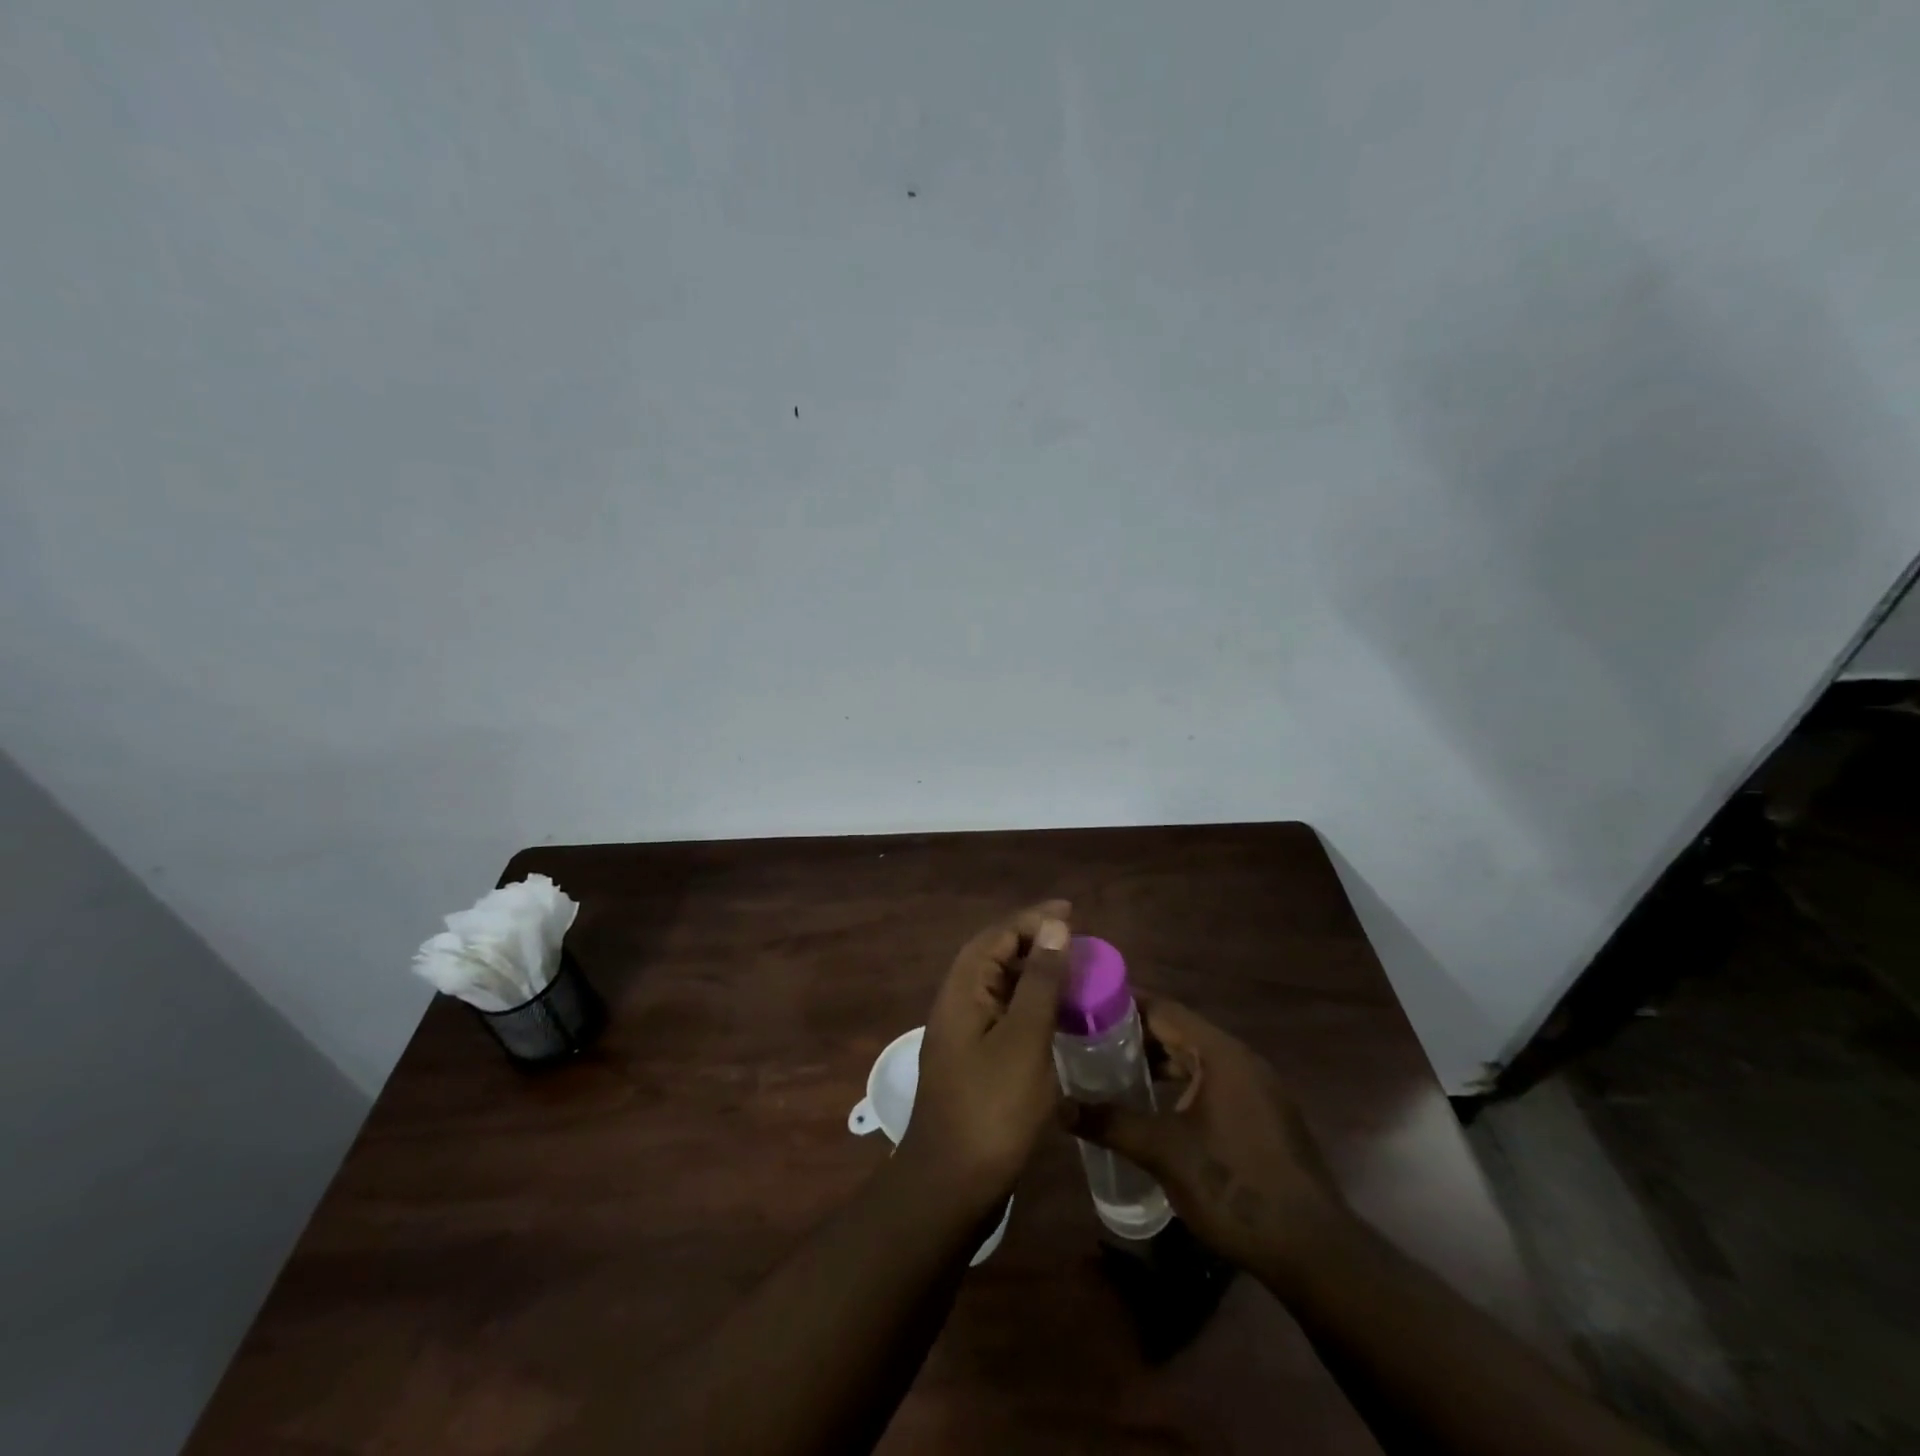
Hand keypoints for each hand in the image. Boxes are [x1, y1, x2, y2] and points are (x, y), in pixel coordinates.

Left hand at [899, 901, 1070, 1210]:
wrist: (951, 1187)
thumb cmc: (991, 1108)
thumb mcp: (1023, 1039)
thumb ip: (1040, 981)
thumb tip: (1054, 927)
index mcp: (962, 990)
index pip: (997, 936)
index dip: (1033, 920)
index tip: (1073, 913)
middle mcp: (958, 1004)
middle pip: (996, 957)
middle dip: (1036, 943)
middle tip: (1079, 943)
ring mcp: (965, 1035)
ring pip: (1002, 988)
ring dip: (1036, 975)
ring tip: (1076, 974)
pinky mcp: (976, 1062)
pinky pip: (1006, 1017)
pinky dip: (1033, 1007)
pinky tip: (1060, 1019)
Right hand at [1063, 996, 1350, 1288]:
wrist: (1312, 1251)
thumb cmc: (1234, 1186)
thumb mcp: (1164, 1152)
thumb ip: (1111, 1123)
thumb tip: (1059, 1107)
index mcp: (1220, 1053)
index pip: (1162, 1008)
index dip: (1122, 1005)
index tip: (1085, 1008)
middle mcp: (1241, 1059)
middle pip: (1179, 1031)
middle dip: (1135, 1036)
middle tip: (1089, 1042)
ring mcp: (1257, 1088)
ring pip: (1196, 1059)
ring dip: (1158, 1063)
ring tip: (1113, 1073)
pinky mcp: (1263, 1116)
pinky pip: (1212, 1082)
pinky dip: (1181, 1085)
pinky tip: (1155, 1107)